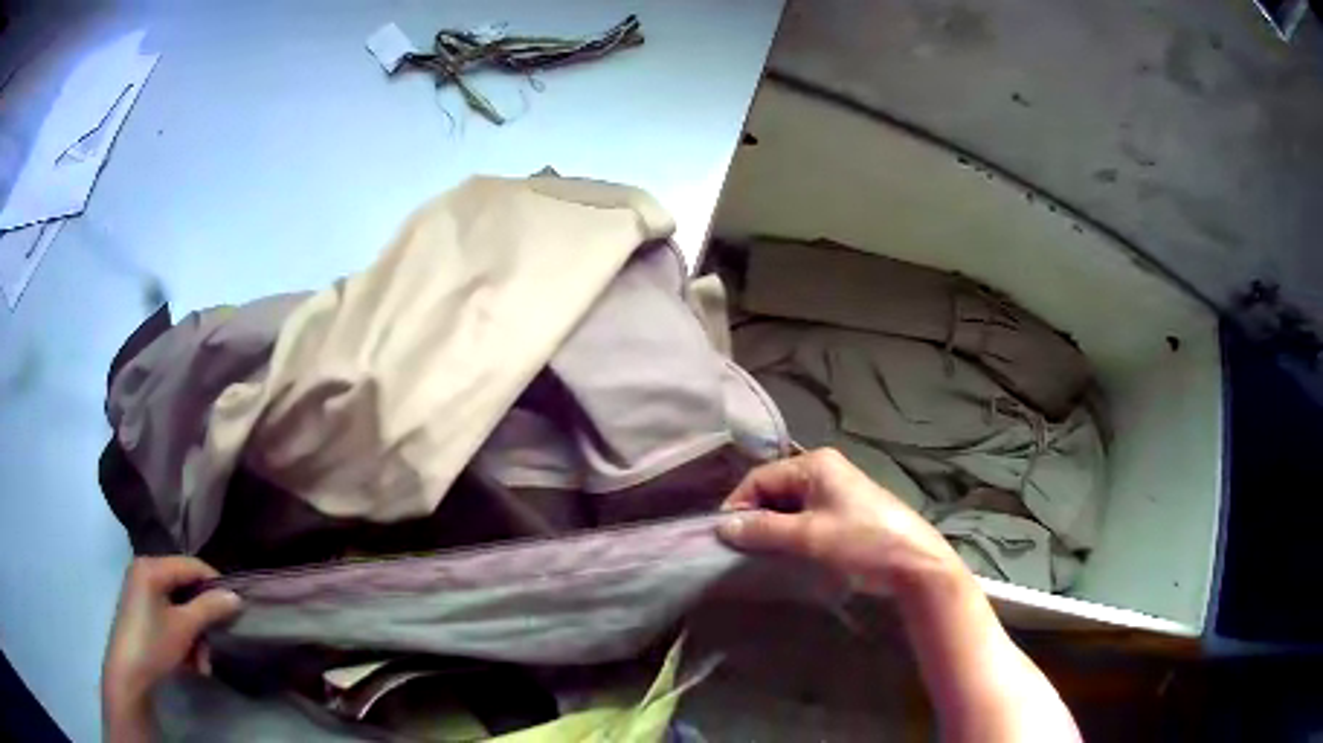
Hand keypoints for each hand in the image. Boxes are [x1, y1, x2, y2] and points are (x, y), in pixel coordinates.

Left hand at [102, 557, 241, 740]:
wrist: (128, 673)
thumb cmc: (153, 644)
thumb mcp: (184, 628)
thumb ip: (209, 608)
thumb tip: (235, 596)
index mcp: (151, 567)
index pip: (190, 565)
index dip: (214, 583)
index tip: (235, 607)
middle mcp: (145, 573)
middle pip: (185, 589)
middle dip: (203, 621)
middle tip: (215, 646)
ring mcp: (142, 594)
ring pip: (179, 609)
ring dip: (195, 637)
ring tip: (202, 665)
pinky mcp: (142, 613)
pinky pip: (169, 618)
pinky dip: (182, 639)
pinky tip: (189, 664)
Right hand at [718, 448, 968, 598]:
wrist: (915, 563)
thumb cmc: (862, 541)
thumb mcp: (808, 536)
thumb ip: (763, 529)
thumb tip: (723, 526)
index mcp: (815, 464)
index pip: (760, 477)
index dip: (739, 504)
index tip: (723, 536)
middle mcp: (824, 469)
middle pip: (774, 489)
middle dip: (755, 516)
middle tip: (740, 548)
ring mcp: (837, 489)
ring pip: (789, 505)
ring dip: (772, 527)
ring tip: (759, 553)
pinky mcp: (845, 510)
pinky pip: (806, 515)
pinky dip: (791, 531)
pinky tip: (785, 551)